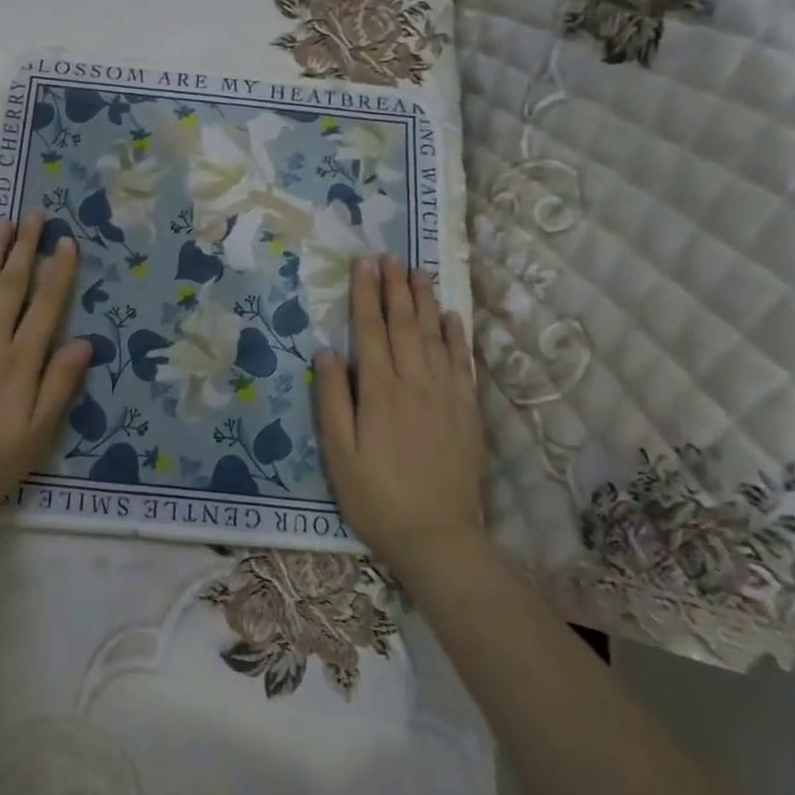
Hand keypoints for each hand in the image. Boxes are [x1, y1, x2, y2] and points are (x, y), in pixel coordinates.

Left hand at [0, 213, 91, 541]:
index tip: (67, 241)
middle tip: (35, 213)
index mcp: (19, 363)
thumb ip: (59, 385)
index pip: (45, 307)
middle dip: (26, 248)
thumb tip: (85, 342)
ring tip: (3, 222)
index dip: (58, 272)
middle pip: (11, 286)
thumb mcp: (37, 434)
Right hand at [313, 254, 486, 575]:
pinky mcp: (467, 412)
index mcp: (380, 393)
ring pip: (435, 337)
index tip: (363, 264)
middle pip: (405, 326)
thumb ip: (332, 400)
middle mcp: (416, 384)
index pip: (371, 331)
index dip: (365, 295)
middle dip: (395, 288)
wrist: (439, 538)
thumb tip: (327, 351)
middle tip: (390, 256)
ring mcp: (447, 396)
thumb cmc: (376, 498)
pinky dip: (457, 336)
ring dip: (426, 301)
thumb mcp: (338, 455)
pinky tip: (452, 316)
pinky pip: (463, 363)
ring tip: (419, 272)